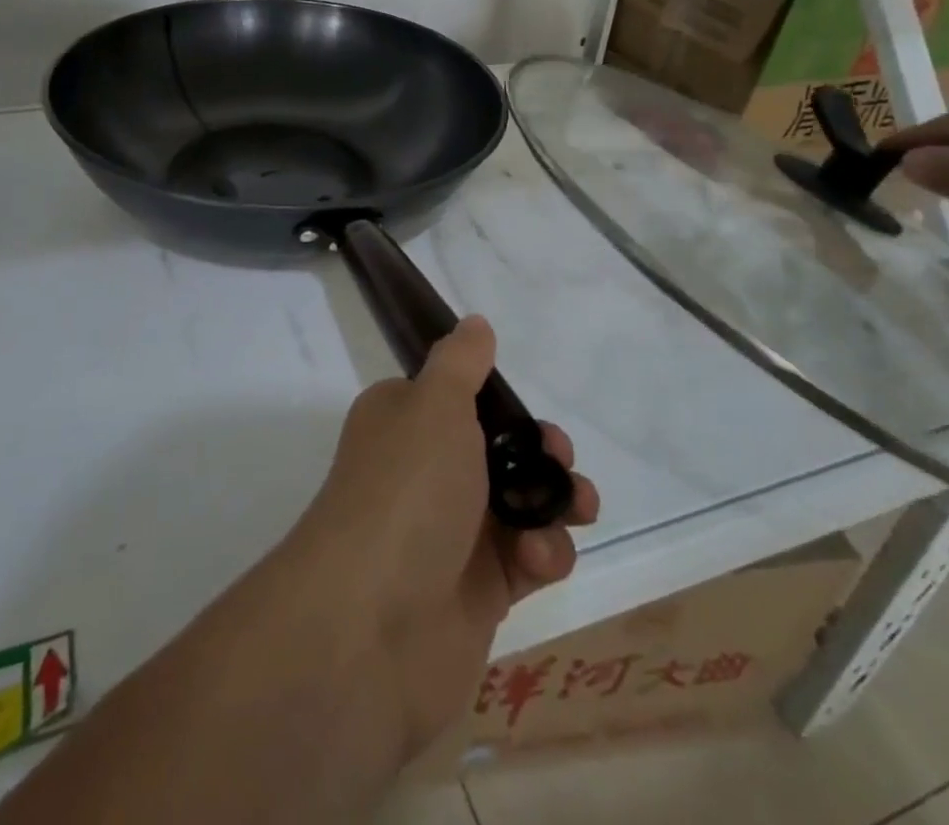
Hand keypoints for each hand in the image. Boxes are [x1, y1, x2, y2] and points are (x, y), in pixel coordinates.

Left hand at [281, 316, 598, 760]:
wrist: (372, 626)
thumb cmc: (407, 491)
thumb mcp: (434, 405)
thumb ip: (460, 363)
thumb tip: (474, 323)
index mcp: (404, 424)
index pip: (457, 401)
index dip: (500, 404)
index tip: (526, 411)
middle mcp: (424, 474)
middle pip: (498, 452)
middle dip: (542, 453)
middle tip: (559, 457)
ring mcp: (451, 535)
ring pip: (522, 505)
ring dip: (556, 503)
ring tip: (576, 508)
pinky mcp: (478, 593)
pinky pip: (528, 561)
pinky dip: (544, 555)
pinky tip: (538, 561)